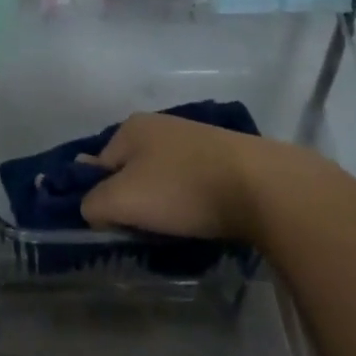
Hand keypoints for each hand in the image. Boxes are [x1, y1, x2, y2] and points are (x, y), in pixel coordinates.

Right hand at [77, 113, 270, 242]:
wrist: (264, 187)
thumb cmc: (182, 189)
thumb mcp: (121, 201)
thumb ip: (92, 204)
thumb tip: (91, 208)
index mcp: (130, 128)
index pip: (97, 166)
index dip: (101, 198)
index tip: (117, 225)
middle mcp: (160, 125)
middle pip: (130, 172)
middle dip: (134, 202)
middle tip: (145, 230)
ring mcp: (194, 138)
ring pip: (162, 180)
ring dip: (163, 205)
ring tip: (176, 228)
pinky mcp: (224, 156)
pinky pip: (192, 183)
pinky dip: (192, 202)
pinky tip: (202, 218)